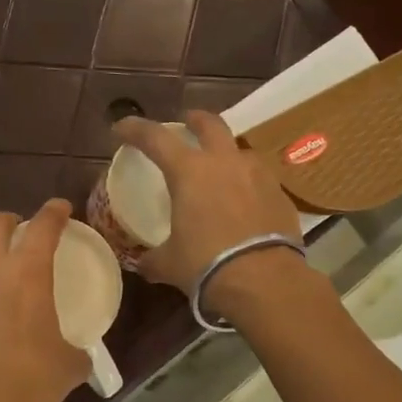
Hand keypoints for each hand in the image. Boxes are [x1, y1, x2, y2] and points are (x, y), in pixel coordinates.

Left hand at [0, 200, 90, 401]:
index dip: (53, 212)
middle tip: (25, 232)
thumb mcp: (70, 364)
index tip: (61, 208)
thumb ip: (76, 350)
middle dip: (10, 221)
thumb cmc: (33, 380)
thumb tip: (78, 355)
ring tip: (3, 274)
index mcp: (27, 273)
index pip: (42, 226)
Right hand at [110, 111, 302, 297]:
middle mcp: (225, 162)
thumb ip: (154, 258)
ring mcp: (257, 175)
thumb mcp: (169, 264)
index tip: (121, 128)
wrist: (263, 281)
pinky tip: (244, 203)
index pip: (155, 138)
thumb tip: (144, 264)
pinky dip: (247, 184)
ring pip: (239, 150)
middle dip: (195, 120)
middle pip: (210, 124)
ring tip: (220, 170)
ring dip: (226, 154)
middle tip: (186, 123)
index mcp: (189, 172)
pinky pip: (259, 179)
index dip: (134, 129)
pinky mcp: (280, 194)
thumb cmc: (206, 265)